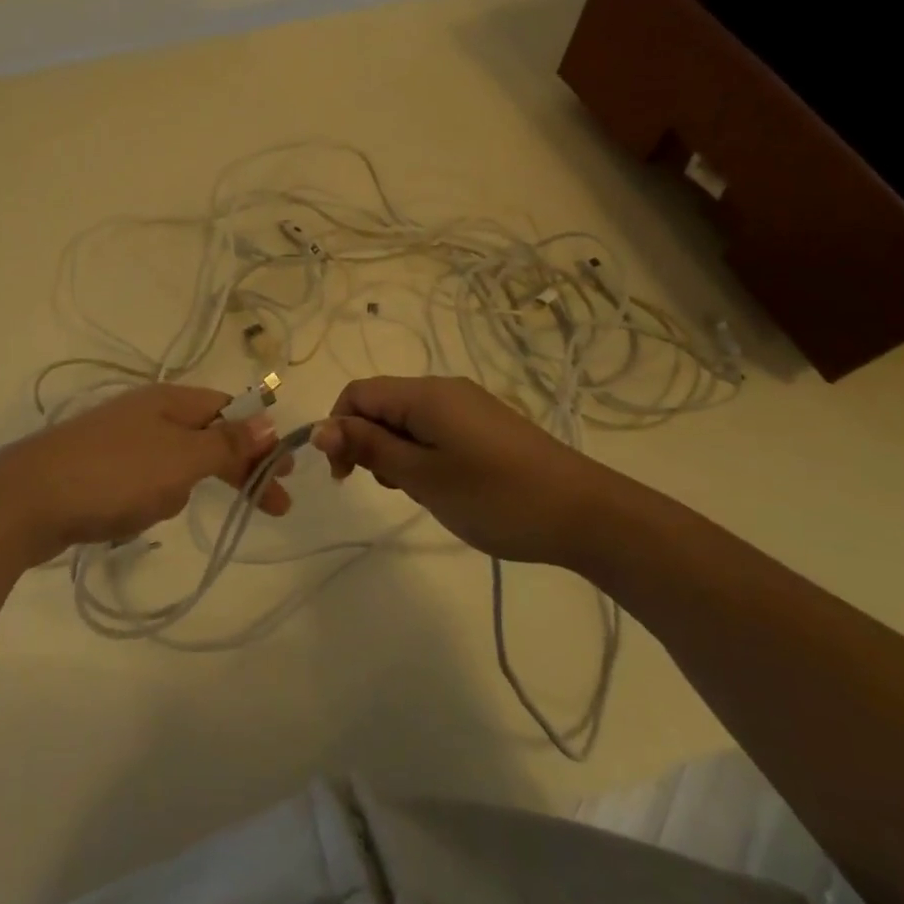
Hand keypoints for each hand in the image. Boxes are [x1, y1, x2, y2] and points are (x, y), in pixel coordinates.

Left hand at [0, 384, 292, 569]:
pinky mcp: (98, 469)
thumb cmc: (113, 475)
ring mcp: (119, 440)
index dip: (263, 439)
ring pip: (175, 463)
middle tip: (273, 507)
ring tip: (156, 509)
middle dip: (237, 469)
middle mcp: (146, 412)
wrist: (23, 501)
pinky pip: (143, 482)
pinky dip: (150, 499)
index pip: (231, 411)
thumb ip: (226, 442)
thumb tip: (269, 419)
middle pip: (208, 436)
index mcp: (169, 400)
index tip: (288, 473)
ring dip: (183, 487)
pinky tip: (131, 517)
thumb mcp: (181, 459)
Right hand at [310, 376, 661, 572]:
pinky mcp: (486, 426)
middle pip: (382, 405)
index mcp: (425, 394)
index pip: (357, 394)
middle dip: (370, 443)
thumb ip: (369, 448)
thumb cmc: (494, 496)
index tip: (347, 476)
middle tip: (393, 487)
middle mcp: (444, 390)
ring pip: (408, 421)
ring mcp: (469, 407)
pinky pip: (436, 431)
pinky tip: (445, 487)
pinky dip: (425, 455)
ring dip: (398, 453)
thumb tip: (320, 429)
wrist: (584, 513)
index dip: (339, 429)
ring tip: (422, 492)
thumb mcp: (422, 476)